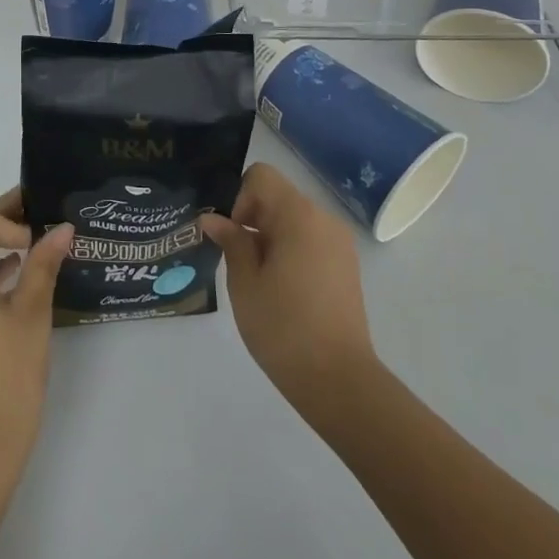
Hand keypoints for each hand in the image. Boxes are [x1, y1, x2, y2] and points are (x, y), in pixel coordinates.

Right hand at [201, 163, 379, 415]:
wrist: (339, 382)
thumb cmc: (284, 327)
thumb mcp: (245, 282)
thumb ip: (230, 241)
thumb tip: (213, 219)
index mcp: (298, 215)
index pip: (260, 176)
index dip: (239, 198)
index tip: (234, 235)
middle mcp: (323, 219)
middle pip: (278, 197)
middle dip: (252, 219)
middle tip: (237, 260)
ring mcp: (339, 243)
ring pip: (293, 220)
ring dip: (270, 236)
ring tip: (259, 279)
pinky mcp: (346, 266)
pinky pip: (310, 240)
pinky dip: (290, 250)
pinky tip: (282, 289)